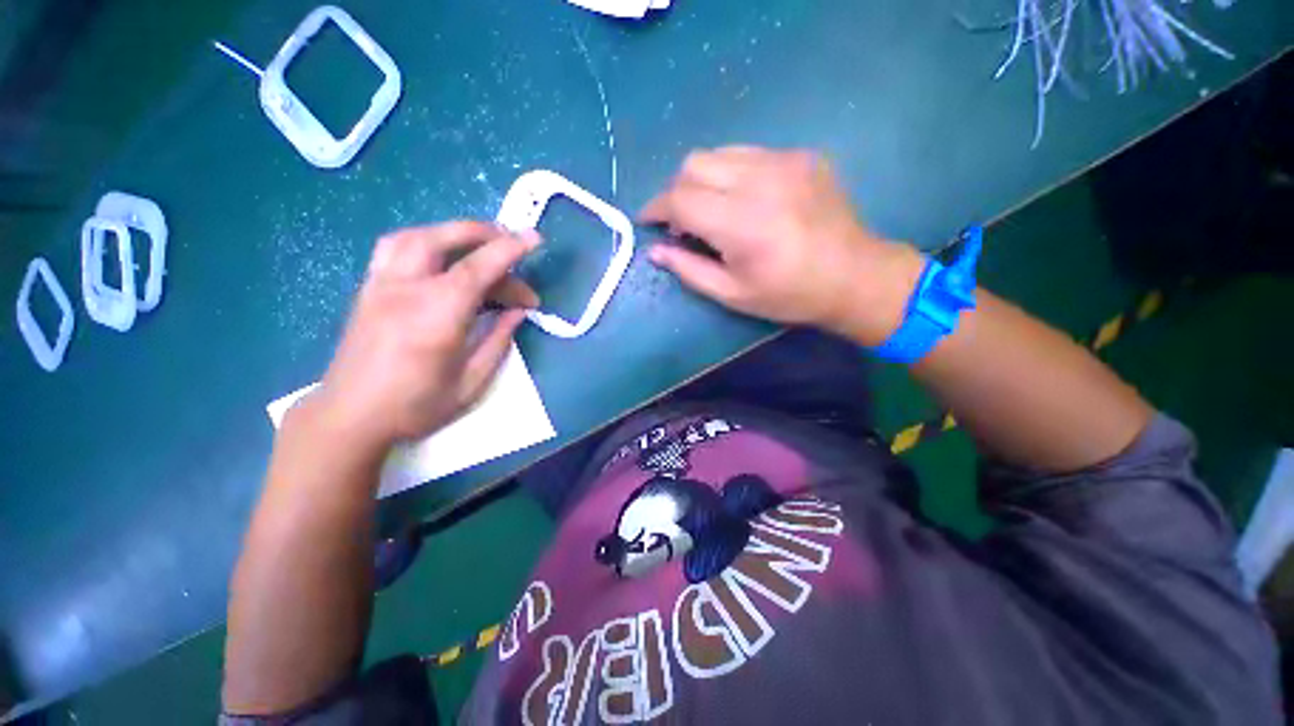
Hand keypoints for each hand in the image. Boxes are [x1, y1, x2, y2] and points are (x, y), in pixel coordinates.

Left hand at [290, 221, 538, 453]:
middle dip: (484, 234)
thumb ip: (498, 341)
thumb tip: (517, 313)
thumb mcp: (471, 382)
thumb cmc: (415, 406)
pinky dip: (427, 242)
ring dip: (453, 234)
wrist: (350, 418)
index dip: (510, 249)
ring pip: (416, 237)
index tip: (535, 239)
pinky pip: (396, 249)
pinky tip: (444, 260)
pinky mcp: (368, 289)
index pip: (477, 268)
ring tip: (480, 248)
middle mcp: (405, 290)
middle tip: (512, 245)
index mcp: (436, 316)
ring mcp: (380, 285)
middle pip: (443, 239)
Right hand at [641, 147, 923, 345]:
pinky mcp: (801, 156)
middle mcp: (760, 181)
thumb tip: (655, 251)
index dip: (656, 208)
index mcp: (741, 223)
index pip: (680, 199)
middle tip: (681, 221)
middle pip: (693, 164)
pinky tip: (743, 200)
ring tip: (710, 209)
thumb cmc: (789, 295)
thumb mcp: (732, 294)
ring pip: (719, 153)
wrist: (854, 276)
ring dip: (701, 179)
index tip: (648, 221)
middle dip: (676, 191)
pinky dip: (731, 174)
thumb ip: (689, 270)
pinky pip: (748, 154)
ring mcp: (784, 161)